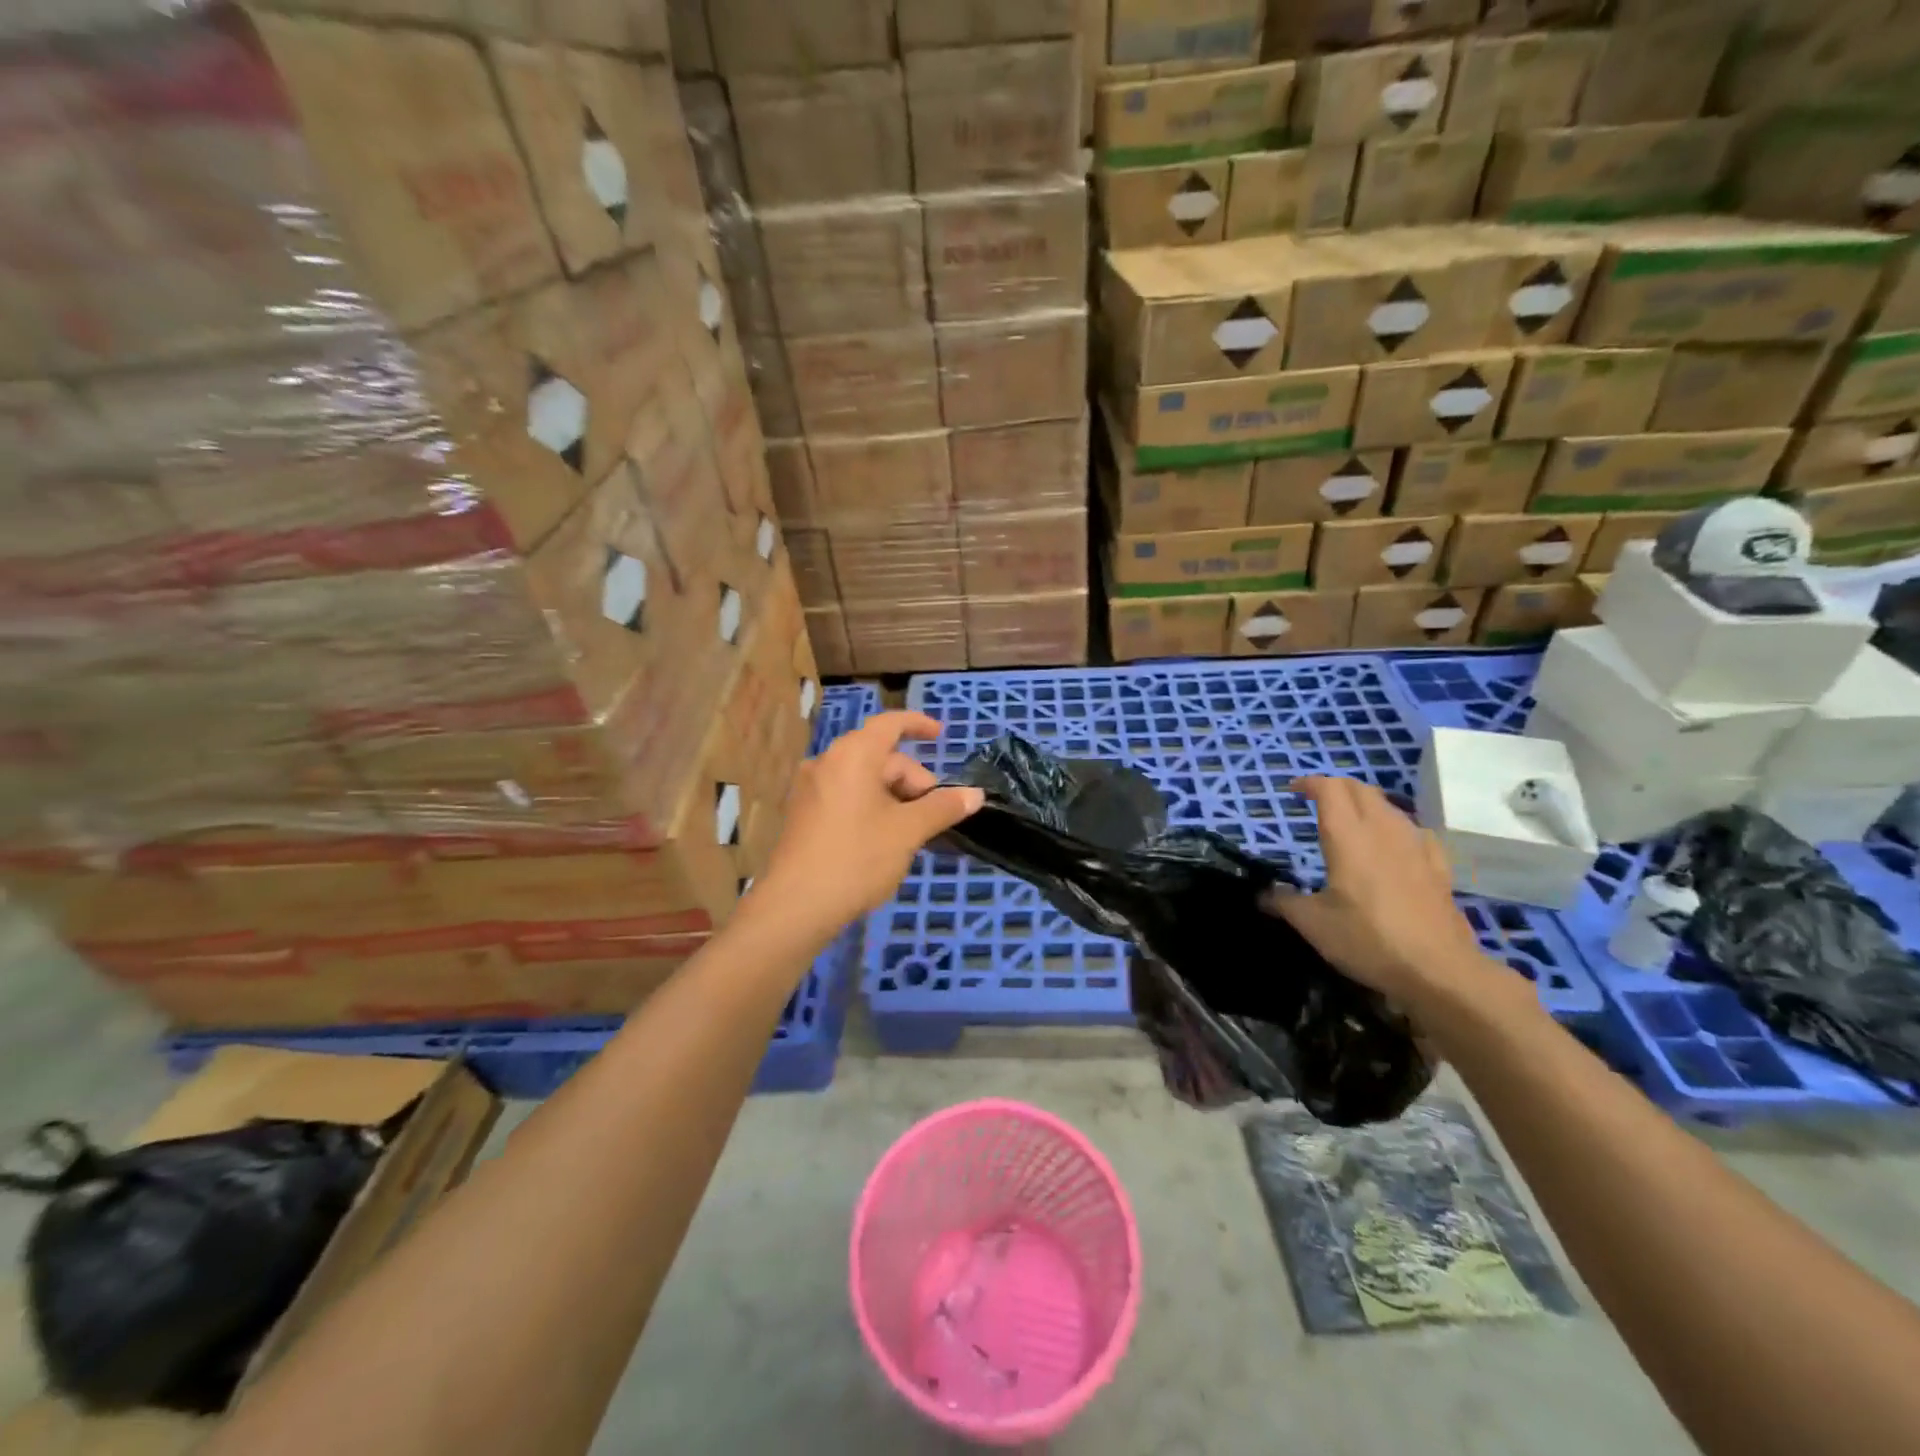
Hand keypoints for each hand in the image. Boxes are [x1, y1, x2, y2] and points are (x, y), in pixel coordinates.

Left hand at [756, 712, 982, 938]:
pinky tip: (883, 839)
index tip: (941, 735)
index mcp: (853, 755)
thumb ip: (943, 807)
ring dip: (894, 797)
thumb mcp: (908, 831)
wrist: (797, 905)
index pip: (890, 723)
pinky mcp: (804, 814)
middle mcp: (828, 762)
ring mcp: (811, 789)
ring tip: (911, 833)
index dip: (918, 724)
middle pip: (881, 757)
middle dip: (912, 780)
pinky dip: (872, 807)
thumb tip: (975, 794)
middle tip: (933, 817)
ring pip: (864, 780)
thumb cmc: (857, 858)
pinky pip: (846, 796)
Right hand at [1265, 775, 1495, 1012]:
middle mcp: (1383, 831)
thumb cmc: (1368, 940)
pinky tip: (1394, 845)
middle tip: (1317, 801)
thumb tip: (1262, 895)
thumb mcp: (1313, 924)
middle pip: (1360, 789)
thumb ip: (1284, 902)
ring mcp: (1416, 846)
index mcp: (1348, 837)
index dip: (1310, 783)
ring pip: (1389, 806)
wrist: (1439, 971)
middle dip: (1336, 787)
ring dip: (1365, 803)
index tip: (1293, 791)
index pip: (1330, 789)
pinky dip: (1396, 826)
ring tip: (1350, 820)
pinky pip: (1415, 831)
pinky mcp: (1439, 867)